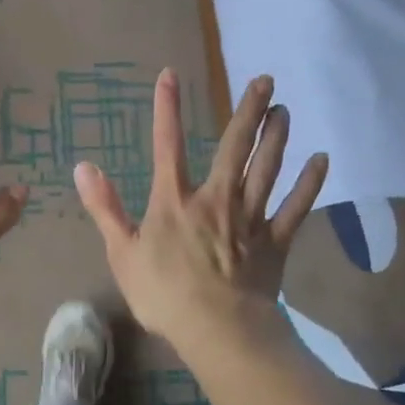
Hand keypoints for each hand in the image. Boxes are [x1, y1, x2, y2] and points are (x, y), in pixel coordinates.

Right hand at [74, 70, 327, 345]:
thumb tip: (83, 167)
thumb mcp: (122, 253)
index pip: (168, 145)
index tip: (170, 74)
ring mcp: (250, 218)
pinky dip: (309, 183)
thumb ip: (105, 208)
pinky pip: (296, 206)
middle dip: (249, 111)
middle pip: (234, 147)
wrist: (218, 330)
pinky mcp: (276, 241)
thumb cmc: (164, 294)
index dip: (167, 108)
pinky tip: (321, 160)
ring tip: (285, 109)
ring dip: (277, 137)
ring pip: (267, 168)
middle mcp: (216, 198)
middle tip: (265, 80)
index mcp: (175, 201)